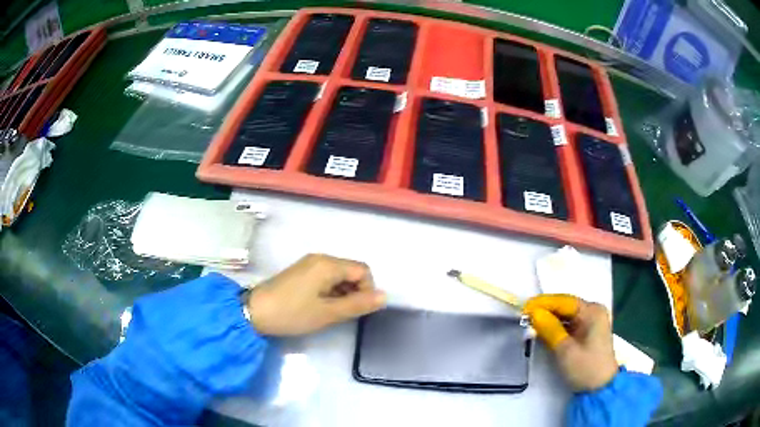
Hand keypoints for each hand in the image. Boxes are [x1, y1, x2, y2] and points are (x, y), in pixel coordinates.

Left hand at [247, 254, 386, 335]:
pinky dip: (330, 291)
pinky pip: (326, 278)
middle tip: (343, 314)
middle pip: (351, 271)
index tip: (356, 310)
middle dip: (354, 292)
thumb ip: (358, 304)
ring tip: (330, 312)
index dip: (366, 290)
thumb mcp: (328, 313)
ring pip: (339, 275)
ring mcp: (309, 264)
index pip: (363, 270)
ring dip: (342, 293)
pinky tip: (320, 306)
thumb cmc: (293, 313)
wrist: (255, 311)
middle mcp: (320, 258)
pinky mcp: (301, 272)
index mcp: (328, 264)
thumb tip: (385, 296)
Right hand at [523, 294, 617, 390]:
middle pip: (565, 306)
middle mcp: (593, 311)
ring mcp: (591, 322)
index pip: (564, 301)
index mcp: (592, 311)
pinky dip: (556, 326)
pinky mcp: (587, 332)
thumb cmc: (585, 368)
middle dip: (545, 310)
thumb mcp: (565, 350)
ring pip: (566, 315)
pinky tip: (542, 330)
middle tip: (524, 316)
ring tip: (530, 322)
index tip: (524, 308)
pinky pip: (569, 324)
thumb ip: (550, 329)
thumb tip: (533, 313)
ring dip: (549, 319)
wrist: (600, 389)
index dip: (543, 303)